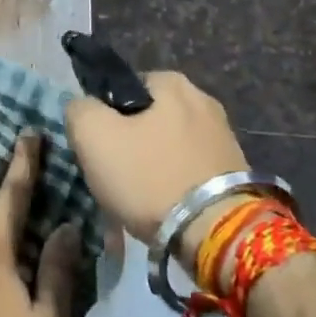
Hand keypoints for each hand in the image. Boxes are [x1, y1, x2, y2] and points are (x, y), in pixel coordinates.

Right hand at [65, 71, 251, 252]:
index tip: (99, 147)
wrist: (215, 234)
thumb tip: (84, 108)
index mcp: (172, 82)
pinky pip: (189, 170)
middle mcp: (204, 101)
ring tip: (140, 198)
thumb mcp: (93, 135)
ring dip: (152, 166)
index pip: (123, 88)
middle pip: (147, 119)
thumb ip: (79, 109)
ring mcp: (224, 138)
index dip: (104, 116)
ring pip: (167, 146)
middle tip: (116, 175)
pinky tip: (165, 208)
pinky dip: (174, 185)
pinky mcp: (235, 172)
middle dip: (130, 143)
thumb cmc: (149, 176)